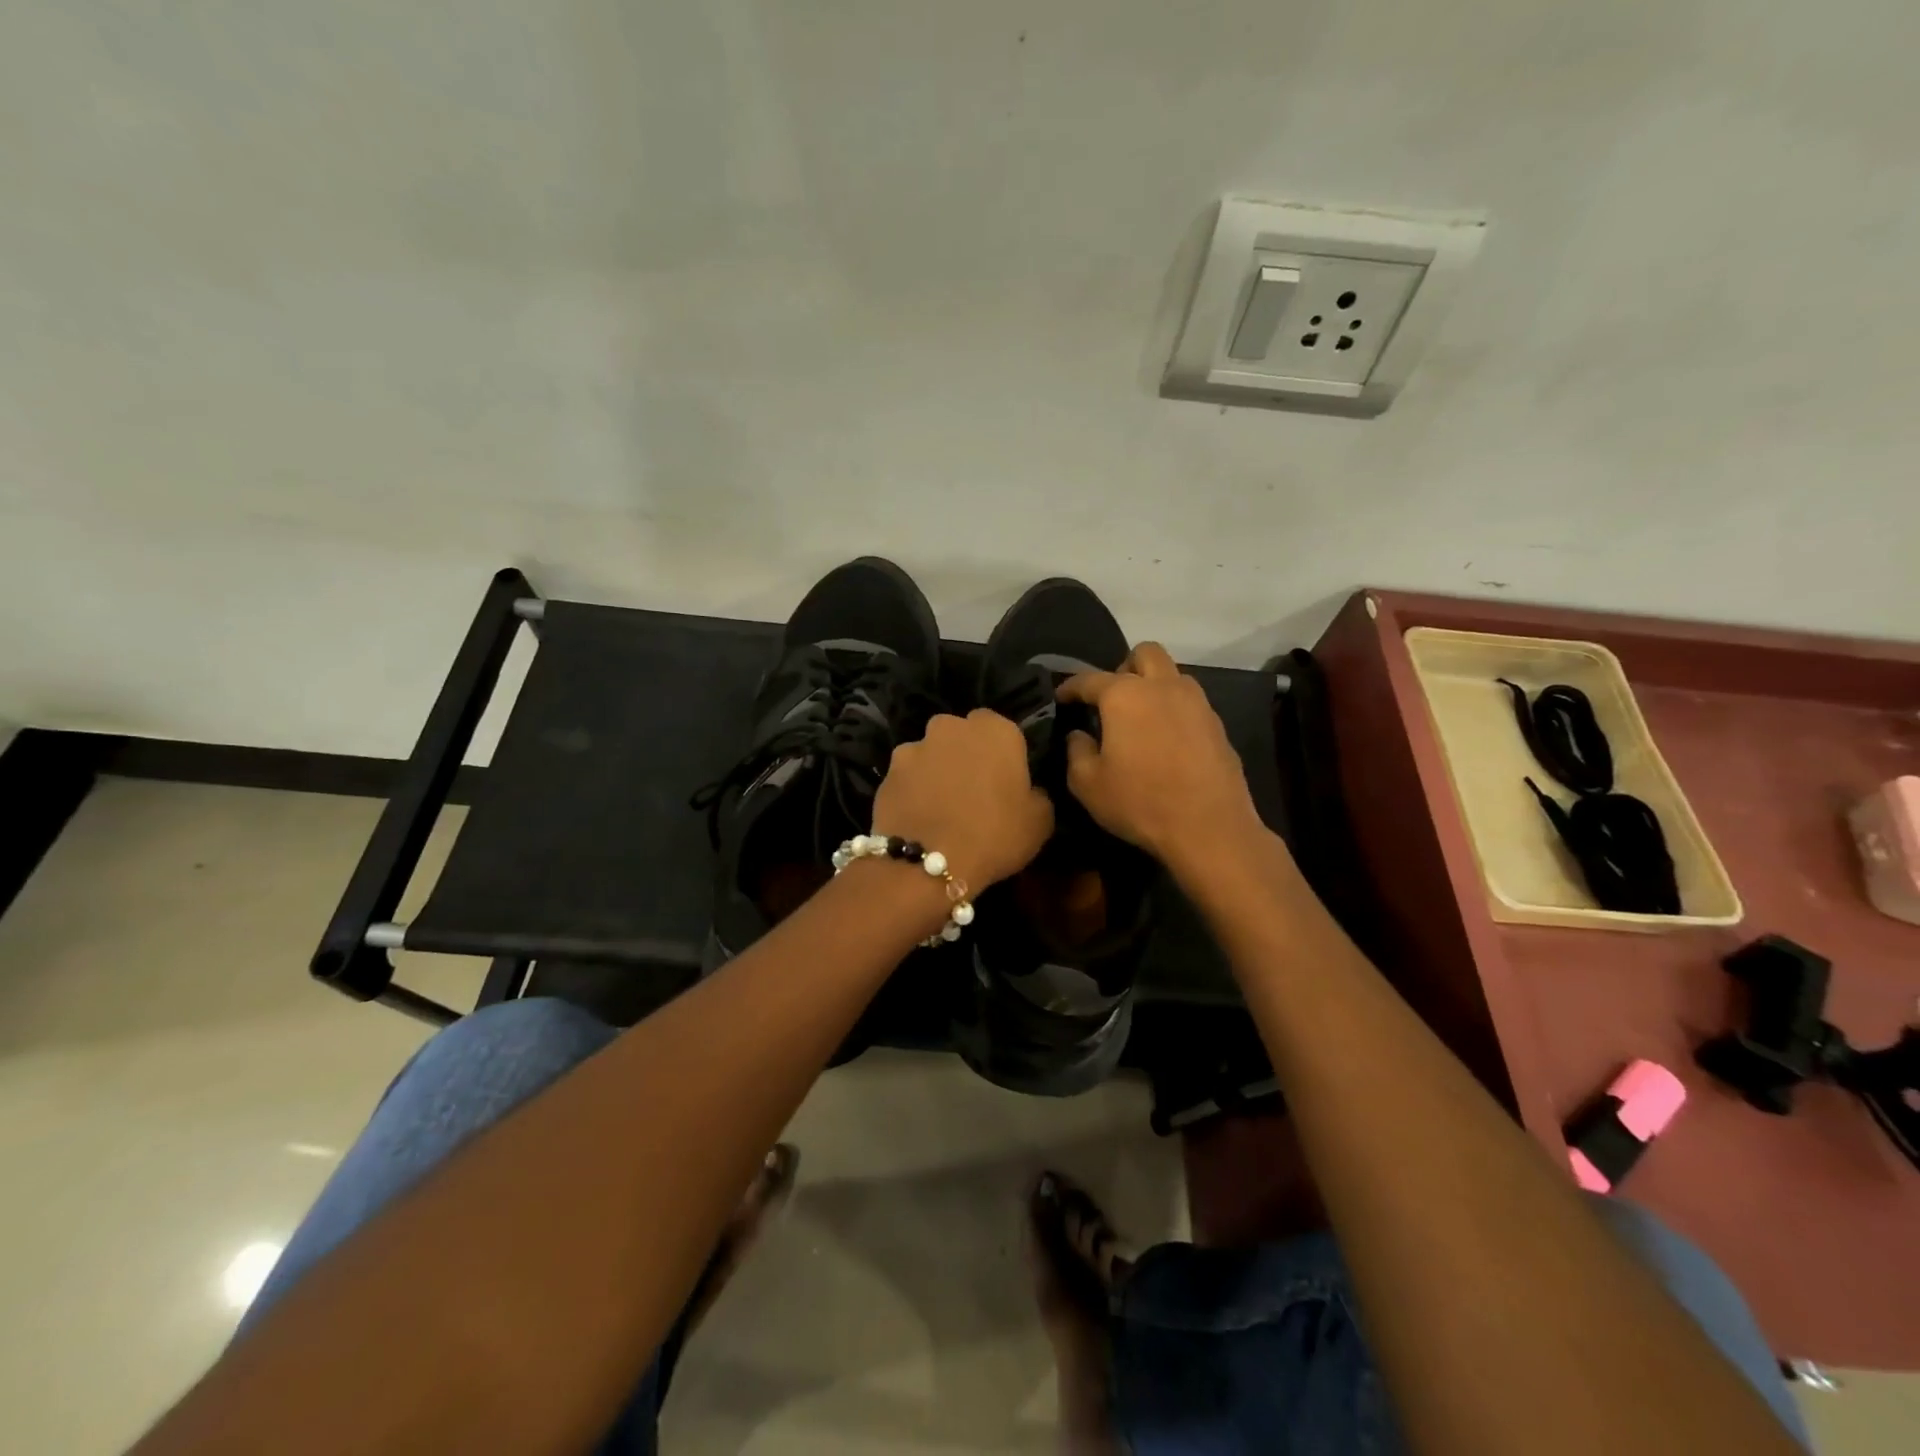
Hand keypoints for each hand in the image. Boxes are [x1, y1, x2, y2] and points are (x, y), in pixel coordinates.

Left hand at [875, 709, 1054, 890]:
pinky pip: (908, 776)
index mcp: (996, 730)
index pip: (1002, 728)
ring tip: (941, 806)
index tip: (1005, 780)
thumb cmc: (994, 835)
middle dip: (966, 754)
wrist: (927, 863)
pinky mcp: (888, 771)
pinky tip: (918, 816)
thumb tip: (1029, 791)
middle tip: (973, 790)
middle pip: (962, 735)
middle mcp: (952, 727)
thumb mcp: (1040, 821)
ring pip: (931, 753)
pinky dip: (912, 789)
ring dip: (937, 770)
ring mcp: (915, 746)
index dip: (1003, 754)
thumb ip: (1037, 794)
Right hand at [1059, 643, 1262, 870]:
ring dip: (1154, 686)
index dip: (1071, 686)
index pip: (1090, 679)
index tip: (1061, 697)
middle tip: (1112, 699)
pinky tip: (1166, 741)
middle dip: (1124, 668)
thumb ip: (1077, 751)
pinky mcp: (1217, 724)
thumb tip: (1080, 735)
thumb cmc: (1141, 802)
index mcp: (1125, 695)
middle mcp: (1163, 686)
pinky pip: (1190, 702)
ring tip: (1140, 719)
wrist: (1210, 827)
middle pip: (1144, 653)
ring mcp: (1196, 703)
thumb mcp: (1089, 784)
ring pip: (1172, 674)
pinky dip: (1174, 710)